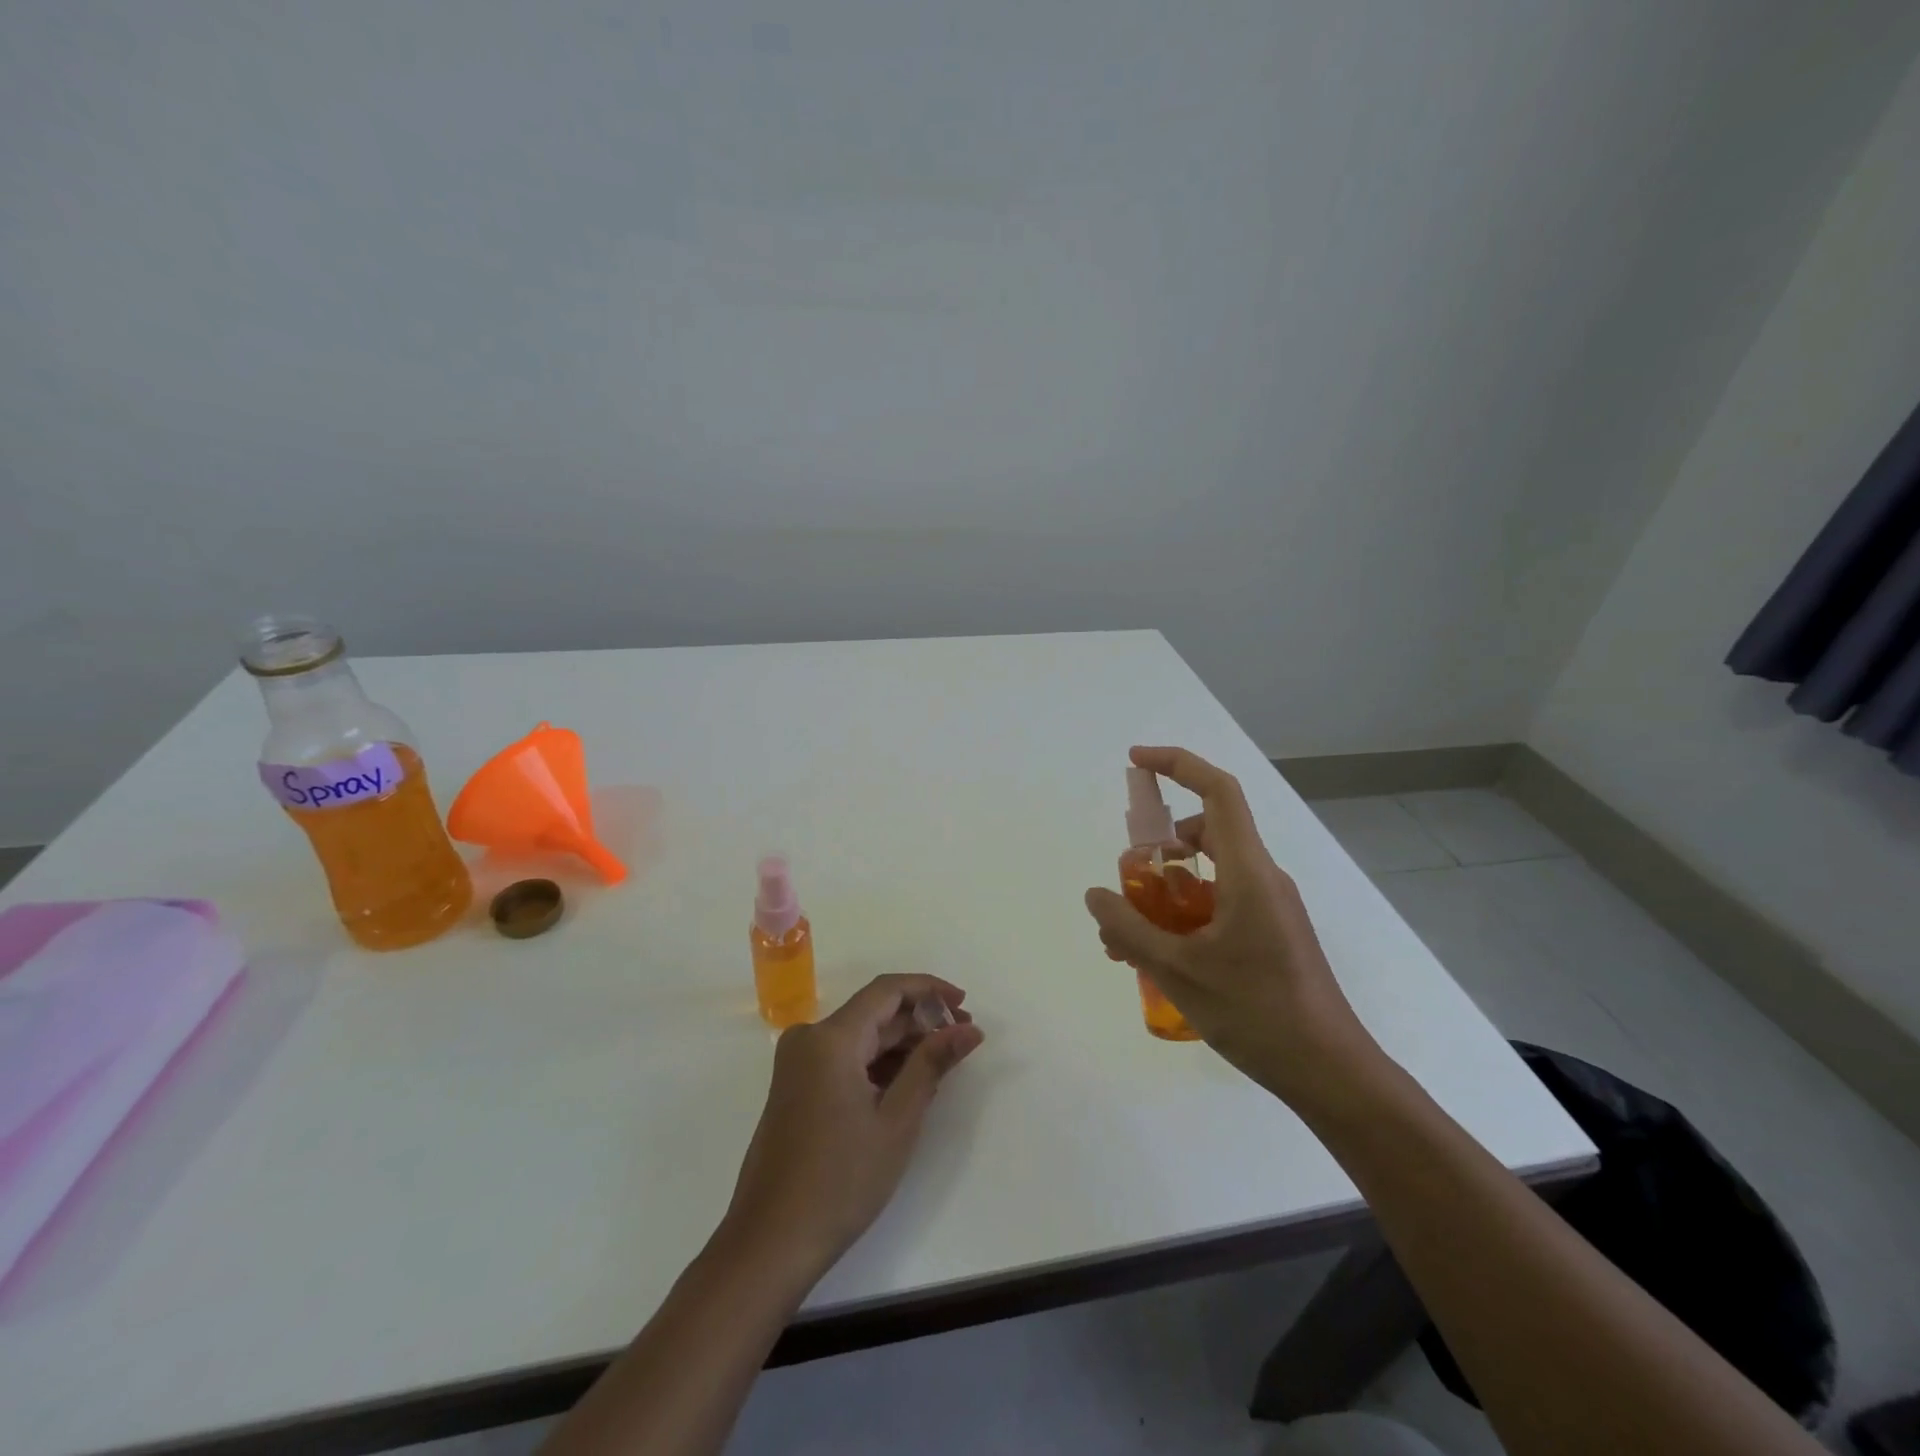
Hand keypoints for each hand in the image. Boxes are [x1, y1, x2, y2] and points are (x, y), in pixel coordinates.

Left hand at [722, 975, 984, 1278]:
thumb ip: (932, 1063)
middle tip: (962, 1040)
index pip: (887, 990)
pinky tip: (907, 1085)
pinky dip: (877, 1065)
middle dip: (920, 1021)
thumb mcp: (896, 1120)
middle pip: (874, 1013)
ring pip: (860, 1036)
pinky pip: (844, 1058)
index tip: (964, 1004)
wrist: (770, 1243)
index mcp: (830, 1038)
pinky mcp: (796, 1087)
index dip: (929, 989)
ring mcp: (798, 1064)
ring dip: (901, 1045)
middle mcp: (809, 1039)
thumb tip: (968, 1029)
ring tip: (942, 1066)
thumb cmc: (841, 1181)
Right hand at [1083, 746, 1380, 1108]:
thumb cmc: (1257, 1013)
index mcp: (1248, 872)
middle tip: (1124, 879)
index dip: (1177, 764)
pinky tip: (1156, 958)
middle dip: (1157, 846)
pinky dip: (1182, 916)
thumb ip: (1130, 929)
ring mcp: (1269, 907)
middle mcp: (1262, 878)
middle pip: (1206, 833)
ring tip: (1126, 934)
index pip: (1218, 792)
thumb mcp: (1179, 971)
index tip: (1136, 761)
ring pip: (1208, 875)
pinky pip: (1218, 905)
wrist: (1331, 1073)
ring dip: (1164, 891)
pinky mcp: (1269, 933)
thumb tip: (1097, 895)